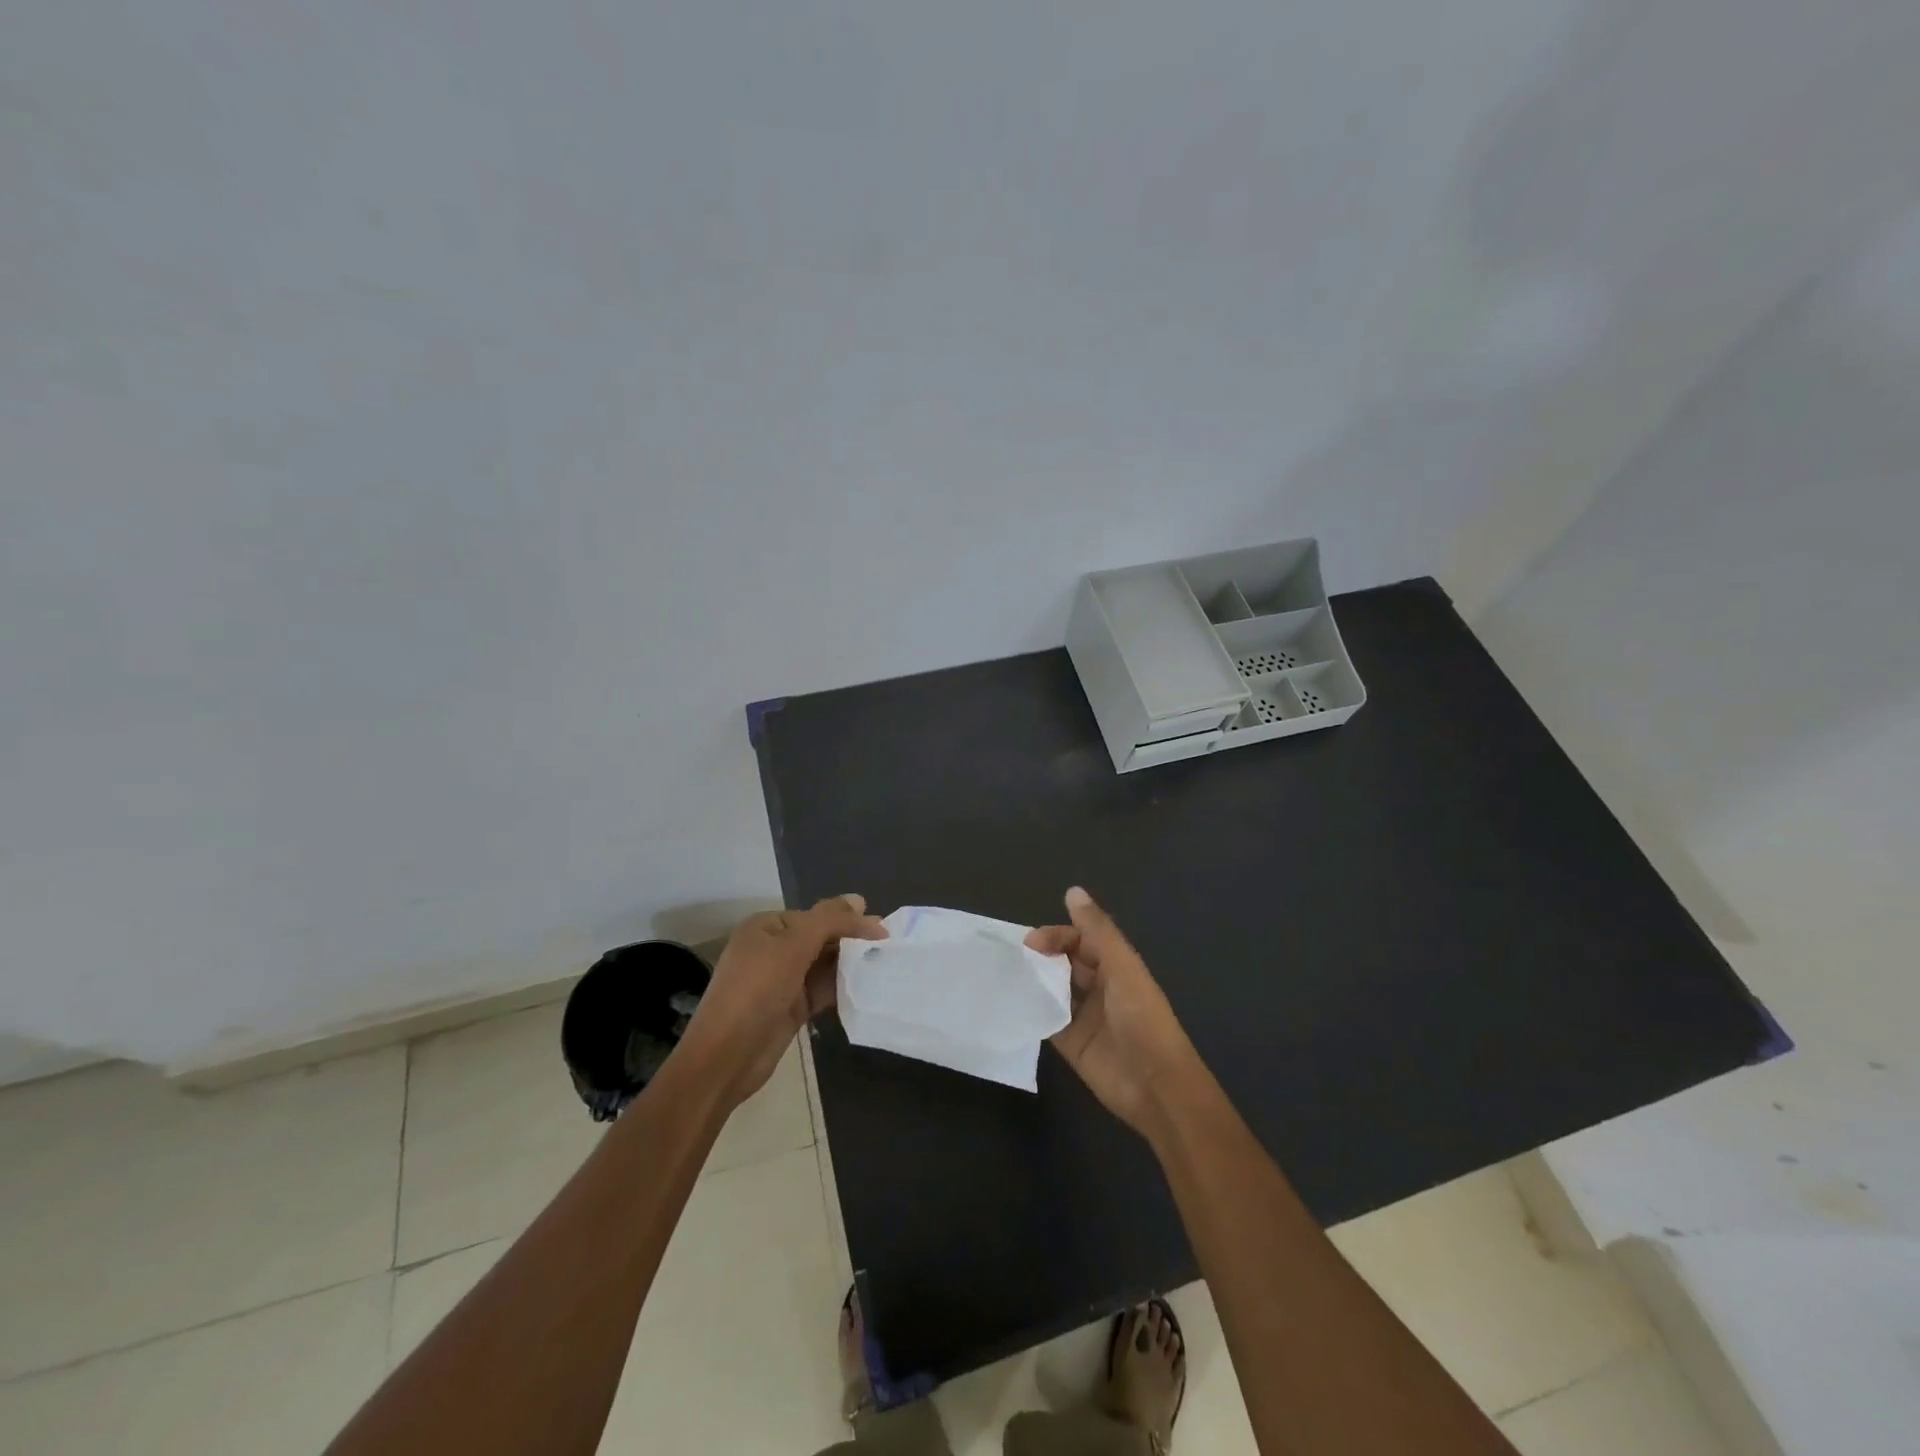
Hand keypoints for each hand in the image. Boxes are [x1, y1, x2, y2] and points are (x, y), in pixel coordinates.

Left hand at [684, 894, 886, 1107]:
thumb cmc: (756, 992)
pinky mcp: (792, 1008)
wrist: (726, 1058)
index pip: (815, 916)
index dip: (847, 920)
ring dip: (850, 965)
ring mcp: (782, 981)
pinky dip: (843, 987)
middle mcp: (773, 950)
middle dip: (852, 941)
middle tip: (889, 946)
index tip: (882, 931)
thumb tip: (859, 900)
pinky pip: (823, 990)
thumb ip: (829, 921)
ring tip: (886, 965)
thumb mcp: (793, 947)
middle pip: (821, 938)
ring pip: (824, 965)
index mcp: (766, 928)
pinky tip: (868, 987)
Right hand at [1026, 887, 1201, 1137]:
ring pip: (1053, 989)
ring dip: (1034, 981)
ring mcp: (1083, 1016)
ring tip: (1005, 975)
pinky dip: (1031, 1010)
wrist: (1155, 1086)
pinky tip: (1011, 1004)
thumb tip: (1073, 891)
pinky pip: (1046, 1020)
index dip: (1057, 936)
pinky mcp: (1070, 1044)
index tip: (1031, 941)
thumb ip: (1097, 930)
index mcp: (1115, 966)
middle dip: (1041, 955)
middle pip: (1064, 962)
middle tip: (1015, 957)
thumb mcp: (1122, 967)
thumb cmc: (1143, 1019)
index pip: (1080, 940)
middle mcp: (1099, 987)